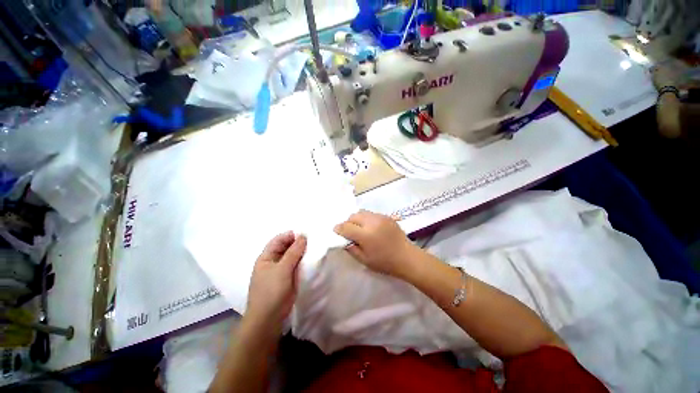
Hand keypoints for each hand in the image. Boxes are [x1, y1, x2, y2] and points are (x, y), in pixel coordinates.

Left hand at [245, 232, 306, 332]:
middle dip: (299, 243)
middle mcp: (273, 261)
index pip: (279, 239)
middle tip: (314, 241)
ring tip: (316, 249)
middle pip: (286, 247)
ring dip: (302, 253)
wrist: (268, 319)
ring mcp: (281, 271)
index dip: (292, 235)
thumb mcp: (282, 269)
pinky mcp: (288, 279)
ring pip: (293, 256)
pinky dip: (303, 262)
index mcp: (266, 257)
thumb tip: (303, 236)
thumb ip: (293, 252)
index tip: (307, 234)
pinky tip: (312, 261)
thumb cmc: (271, 291)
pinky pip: (296, 266)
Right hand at [334, 211, 418, 277]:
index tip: (337, 231)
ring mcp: (380, 217)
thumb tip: (344, 239)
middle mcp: (372, 222)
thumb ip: (351, 248)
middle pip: (353, 216)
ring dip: (357, 220)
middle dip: (348, 223)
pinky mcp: (387, 216)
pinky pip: (371, 214)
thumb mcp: (364, 260)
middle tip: (350, 232)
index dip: (339, 229)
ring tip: (361, 229)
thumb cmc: (385, 262)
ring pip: (362, 212)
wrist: (407, 257)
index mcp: (366, 235)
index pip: (346, 227)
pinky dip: (367, 219)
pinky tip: (371, 228)